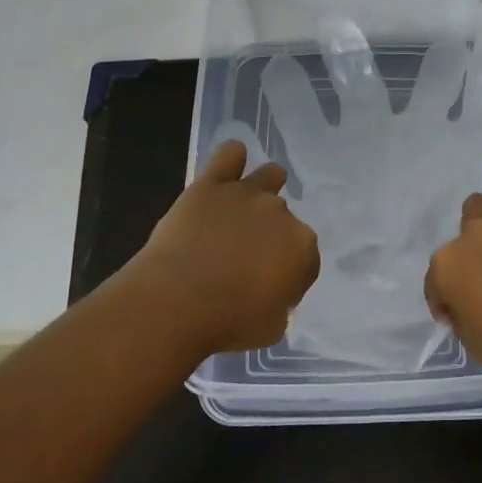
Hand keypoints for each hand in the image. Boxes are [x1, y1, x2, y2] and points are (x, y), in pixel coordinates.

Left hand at [127, 139, 320, 357]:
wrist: (175, 302)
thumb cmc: (226, 323)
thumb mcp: (272, 327)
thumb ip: (282, 302)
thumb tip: (272, 289)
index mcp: (302, 248)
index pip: (306, 258)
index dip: (290, 275)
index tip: (270, 289)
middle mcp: (281, 213)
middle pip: (285, 219)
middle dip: (271, 237)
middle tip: (244, 261)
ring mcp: (247, 193)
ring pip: (269, 176)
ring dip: (264, 189)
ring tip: (244, 208)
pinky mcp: (212, 184)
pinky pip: (230, 154)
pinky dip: (232, 158)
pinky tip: (229, 166)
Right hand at [425, 155, 481, 390]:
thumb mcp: (477, 345)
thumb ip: (462, 317)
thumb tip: (463, 304)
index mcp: (447, 268)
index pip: (435, 282)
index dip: (445, 301)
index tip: (459, 316)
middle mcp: (470, 236)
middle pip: (460, 243)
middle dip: (469, 263)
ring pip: (479, 208)